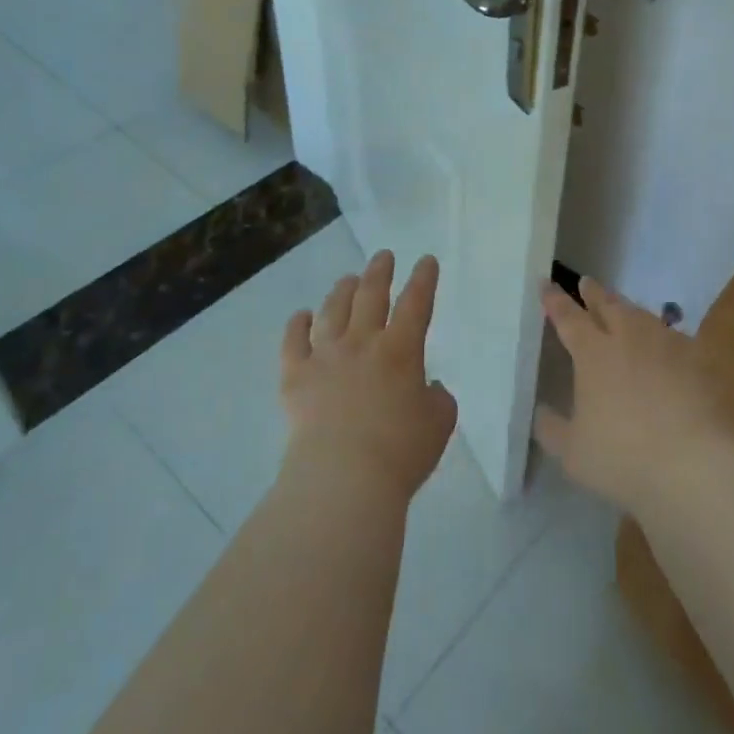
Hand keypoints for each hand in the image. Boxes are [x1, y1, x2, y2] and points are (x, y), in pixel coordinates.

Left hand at [279, 250, 457, 502]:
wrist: (343, 477)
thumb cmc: (400, 451)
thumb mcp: (439, 424)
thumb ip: (438, 398)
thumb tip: (427, 386)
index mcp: (401, 350)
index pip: (416, 303)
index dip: (424, 279)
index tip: (426, 261)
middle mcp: (362, 342)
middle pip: (370, 295)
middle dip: (379, 272)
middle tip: (383, 256)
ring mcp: (325, 355)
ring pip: (332, 310)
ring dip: (342, 290)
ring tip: (348, 279)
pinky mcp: (296, 376)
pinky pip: (293, 341)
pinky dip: (297, 325)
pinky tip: (301, 316)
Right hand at [533, 277, 724, 514]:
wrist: (695, 465)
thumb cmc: (623, 457)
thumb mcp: (573, 453)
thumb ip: (552, 429)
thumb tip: (541, 412)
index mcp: (593, 353)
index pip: (568, 317)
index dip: (555, 300)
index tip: (546, 283)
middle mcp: (628, 338)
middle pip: (609, 306)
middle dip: (594, 293)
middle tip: (586, 282)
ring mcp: (667, 346)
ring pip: (642, 316)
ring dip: (627, 308)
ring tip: (623, 307)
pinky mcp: (698, 362)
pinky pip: (675, 337)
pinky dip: (662, 335)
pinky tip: (665, 343)